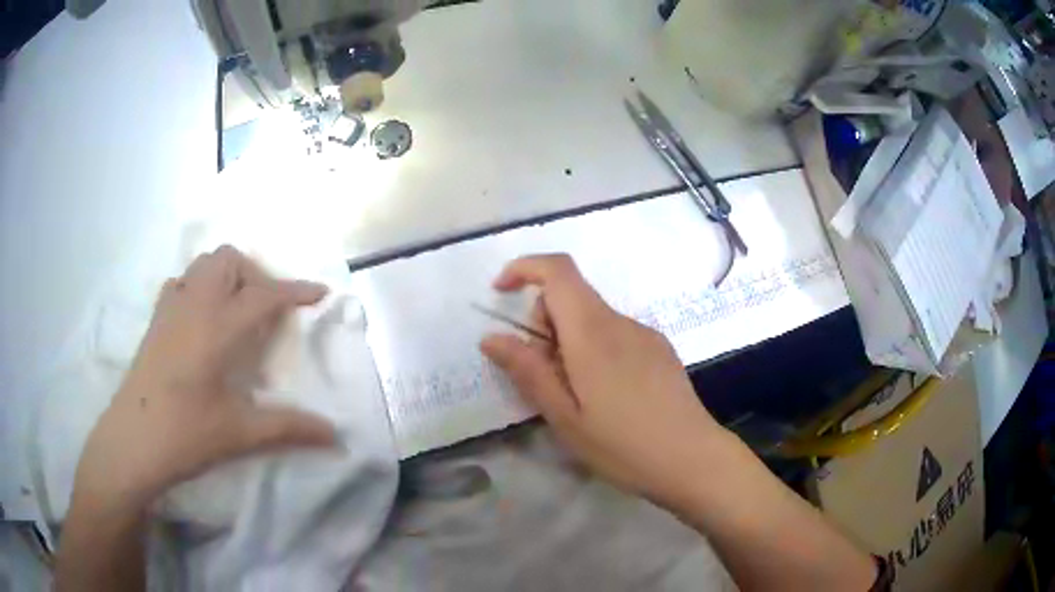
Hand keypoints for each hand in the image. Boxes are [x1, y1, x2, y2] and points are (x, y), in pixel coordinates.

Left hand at [73, 246, 336, 511]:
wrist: (131, 442)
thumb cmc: (184, 435)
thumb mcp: (239, 433)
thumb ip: (289, 428)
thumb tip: (336, 436)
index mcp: (215, 328)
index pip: (263, 294)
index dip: (295, 290)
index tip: (319, 293)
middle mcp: (192, 305)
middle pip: (228, 260)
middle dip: (255, 275)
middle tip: (266, 313)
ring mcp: (169, 309)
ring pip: (202, 265)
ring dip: (227, 277)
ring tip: (237, 314)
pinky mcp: (155, 321)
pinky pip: (182, 283)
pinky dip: (200, 288)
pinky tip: (203, 322)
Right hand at [480, 254, 724, 507]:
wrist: (692, 459)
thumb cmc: (622, 445)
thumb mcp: (564, 416)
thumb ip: (527, 371)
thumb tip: (492, 337)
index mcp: (592, 332)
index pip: (557, 270)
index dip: (524, 268)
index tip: (501, 292)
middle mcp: (620, 322)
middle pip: (572, 295)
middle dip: (545, 322)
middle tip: (546, 376)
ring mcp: (645, 334)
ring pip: (593, 318)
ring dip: (571, 341)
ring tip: (580, 396)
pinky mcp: (660, 349)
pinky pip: (616, 334)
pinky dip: (596, 349)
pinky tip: (610, 396)